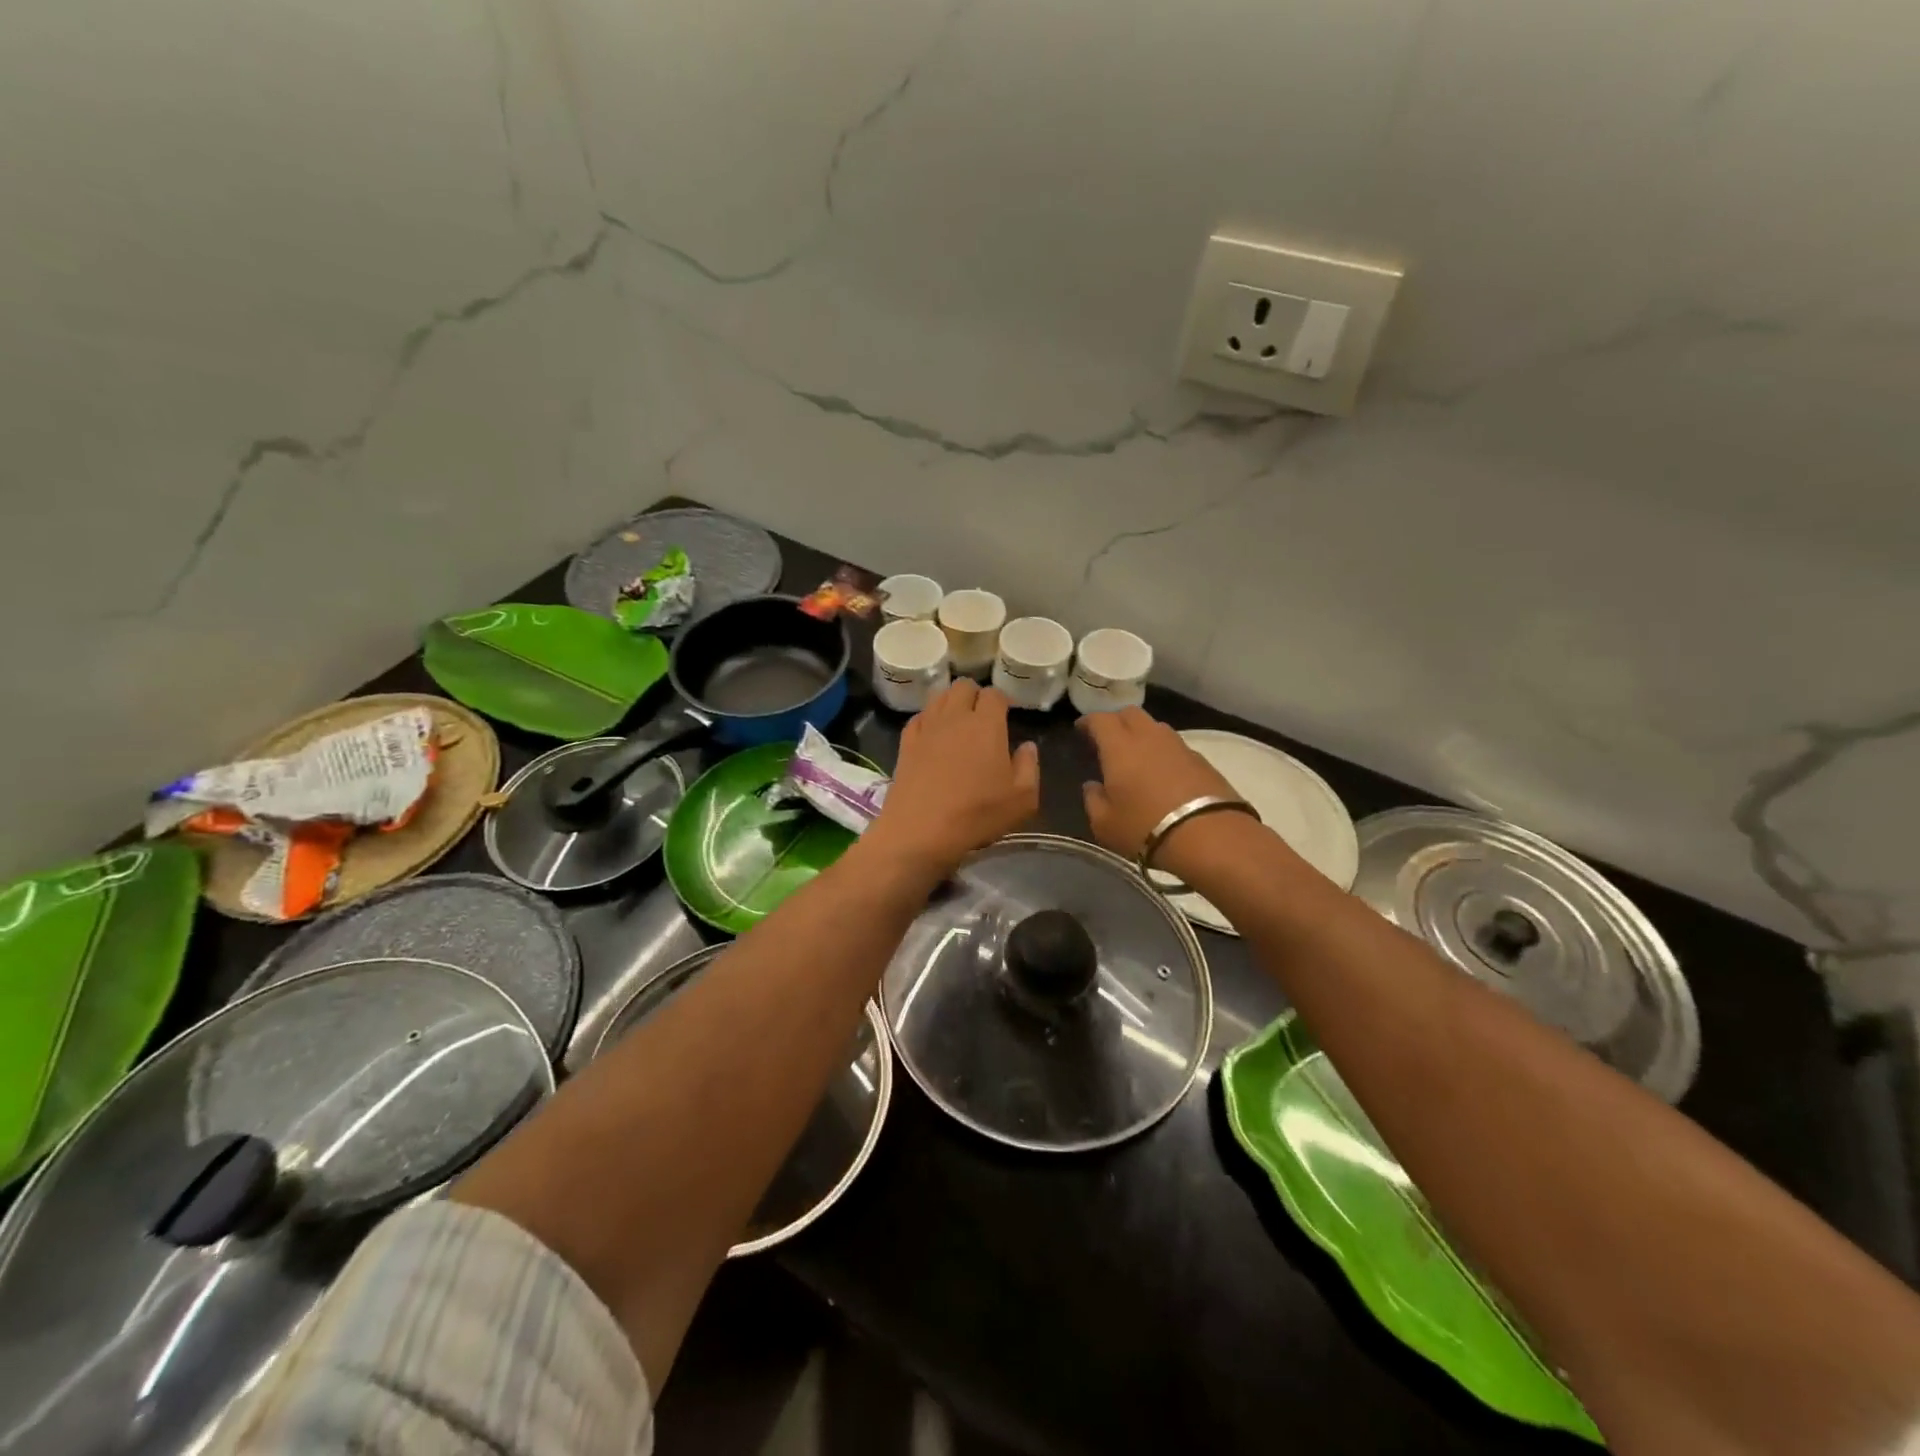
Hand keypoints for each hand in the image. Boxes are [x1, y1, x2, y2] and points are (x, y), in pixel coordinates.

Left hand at [866, 680, 1039, 877]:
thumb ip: (1029, 767)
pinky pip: (919, 718)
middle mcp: (955, 717)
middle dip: (975, 695)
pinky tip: (933, 736)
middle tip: (983, 717)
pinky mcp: (905, 743)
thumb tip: (1027, 746)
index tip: (1007, 715)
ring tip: (958, 723)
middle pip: (963, 686)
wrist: (920, 830)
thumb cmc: (977, 814)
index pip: (994, 694)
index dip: (1003, 701)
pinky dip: (929, 719)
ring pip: (939, 697)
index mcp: (986, 725)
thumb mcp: (1022, 799)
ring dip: (951, 703)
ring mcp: (926, 728)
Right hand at [1078, 708, 1243, 867]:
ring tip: (1136, 756)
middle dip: (1116, 722)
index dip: (1088, 722)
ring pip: (1155, 727)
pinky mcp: (1202, 761)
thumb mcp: (1105, 824)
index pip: (1100, 719)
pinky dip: (1163, 752)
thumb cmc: (1145, 828)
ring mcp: (1179, 746)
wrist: (1210, 836)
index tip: (1081, 731)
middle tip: (1107, 740)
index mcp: (1120, 746)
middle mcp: (1149, 737)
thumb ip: (1093, 800)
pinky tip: (1162, 772)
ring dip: (1142, 735)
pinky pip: (1175, 746)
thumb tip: (1093, 786)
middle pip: (1130, 714)